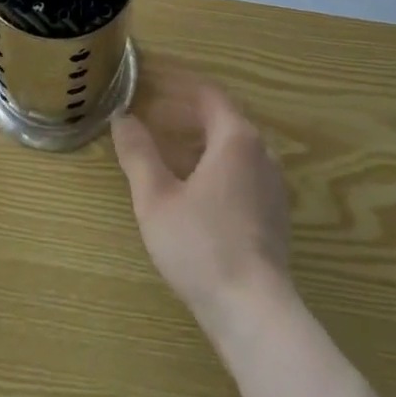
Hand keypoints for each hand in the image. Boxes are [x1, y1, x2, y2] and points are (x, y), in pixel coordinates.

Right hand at [111, 74, 291, 335]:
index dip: (177, 85)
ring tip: (164, 149)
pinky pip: (241, 171)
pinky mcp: (274, 213)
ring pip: (232, 146)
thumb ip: (138, 154)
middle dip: (184, 112)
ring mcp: (272, 184)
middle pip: (221, 117)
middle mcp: (262, 152)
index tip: (149, 83)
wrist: (255, 313)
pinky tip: (191, 187)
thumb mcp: (157, 198)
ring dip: (198, 139)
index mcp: (236, 138)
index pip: (207, 93)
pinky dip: (214, 164)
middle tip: (150, 115)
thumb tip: (122, 118)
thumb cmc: (202, 247)